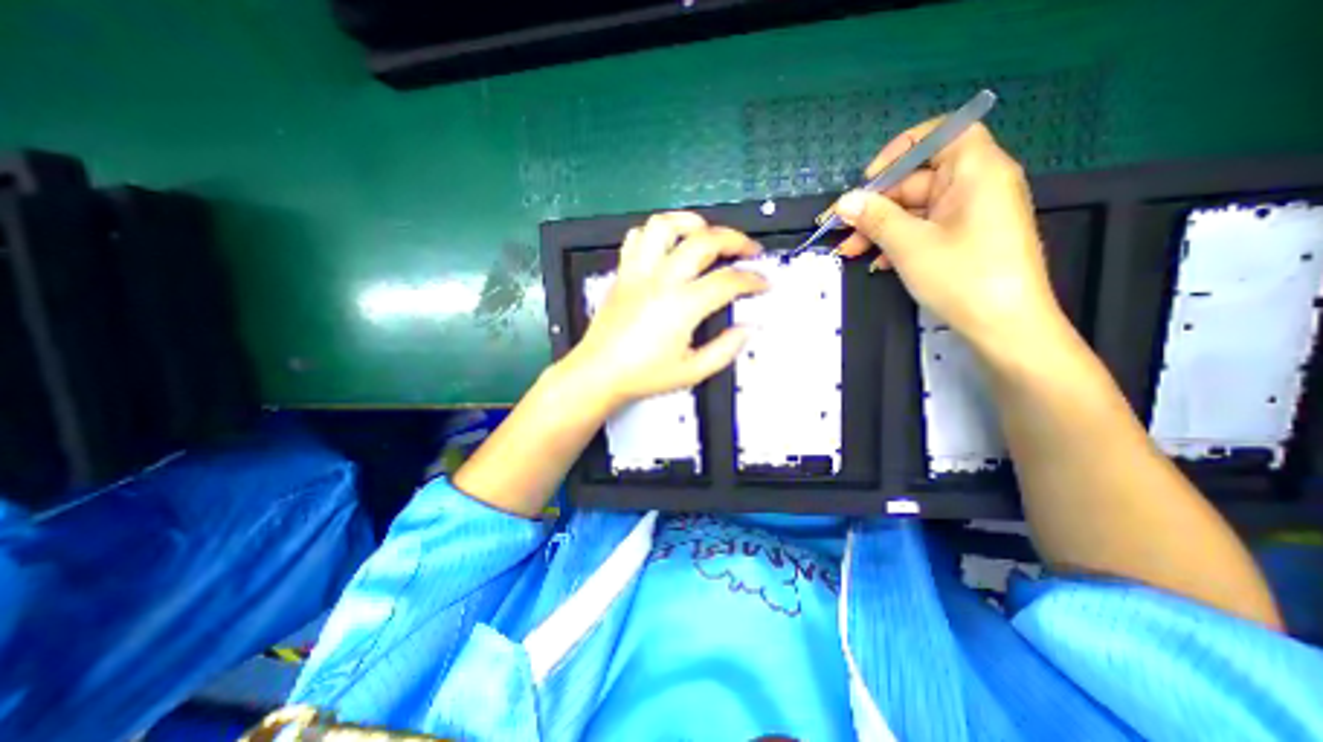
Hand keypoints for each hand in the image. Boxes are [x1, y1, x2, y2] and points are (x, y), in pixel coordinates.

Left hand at [553, 210, 764, 412]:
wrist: (598, 373)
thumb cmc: (644, 375)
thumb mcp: (693, 372)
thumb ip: (726, 349)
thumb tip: (748, 328)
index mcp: (682, 306)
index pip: (728, 281)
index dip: (753, 279)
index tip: (764, 283)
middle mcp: (661, 280)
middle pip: (704, 241)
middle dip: (735, 239)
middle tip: (748, 250)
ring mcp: (638, 272)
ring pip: (665, 225)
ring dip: (692, 222)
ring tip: (707, 233)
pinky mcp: (623, 273)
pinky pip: (637, 237)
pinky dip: (657, 233)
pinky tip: (669, 245)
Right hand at [837, 118, 1062, 352]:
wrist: (1004, 327)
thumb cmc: (962, 277)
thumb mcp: (910, 245)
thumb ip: (875, 218)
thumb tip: (844, 202)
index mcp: (976, 171)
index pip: (940, 135)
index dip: (900, 151)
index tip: (867, 180)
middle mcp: (976, 186)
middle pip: (918, 180)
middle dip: (876, 205)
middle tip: (840, 229)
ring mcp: (970, 215)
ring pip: (915, 210)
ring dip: (879, 228)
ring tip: (849, 251)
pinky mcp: (964, 239)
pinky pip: (924, 229)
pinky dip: (897, 241)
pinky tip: (875, 262)